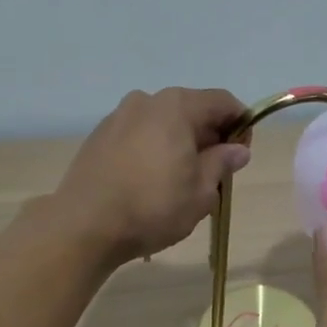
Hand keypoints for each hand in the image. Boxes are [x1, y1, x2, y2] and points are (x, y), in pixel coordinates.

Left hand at [51, 87, 249, 262]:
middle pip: (191, 109)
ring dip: (179, 143)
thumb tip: (238, 150)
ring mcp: (118, 117)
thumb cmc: (152, 207)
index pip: (222, 102)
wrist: (84, 226)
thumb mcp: (200, 192)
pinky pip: (138, 135)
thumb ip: (222, 163)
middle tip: (214, 173)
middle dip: (209, 136)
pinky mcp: (98, 137)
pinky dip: (153, 149)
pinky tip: (150, 181)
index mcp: (176, 106)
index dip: (240, 125)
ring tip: (180, 180)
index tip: (241, 155)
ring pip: (162, 123)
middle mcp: (146, 101)